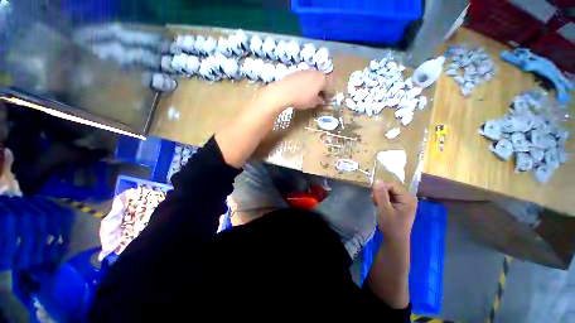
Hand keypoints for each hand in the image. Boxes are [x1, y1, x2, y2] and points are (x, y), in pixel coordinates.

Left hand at [262, 70, 326, 110]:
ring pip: (313, 78)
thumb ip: (319, 101)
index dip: (329, 95)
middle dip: (321, 89)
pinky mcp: (296, 72)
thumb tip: (322, 100)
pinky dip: (305, 84)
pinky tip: (301, 91)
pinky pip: (305, 78)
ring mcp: (305, 70)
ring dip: (313, 86)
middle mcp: (315, 72)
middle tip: (319, 98)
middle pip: (322, 81)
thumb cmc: (301, 98)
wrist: (283, 91)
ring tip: (309, 95)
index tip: (326, 101)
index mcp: (322, 79)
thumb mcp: (312, 103)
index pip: (330, 87)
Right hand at [371, 179, 416, 245]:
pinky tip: (378, 204)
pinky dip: (381, 199)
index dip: (382, 187)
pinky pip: (388, 197)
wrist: (395, 241)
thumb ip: (381, 195)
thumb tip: (377, 180)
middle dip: (380, 192)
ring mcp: (403, 202)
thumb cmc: (392, 226)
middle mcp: (407, 198)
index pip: (393, 185)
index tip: (374, 195)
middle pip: (391, 188)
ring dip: (380, 195)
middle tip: (373, 200)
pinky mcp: (398, 205)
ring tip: (375, 203)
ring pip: (388, 192)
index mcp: (408, 199)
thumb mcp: (385, 210)